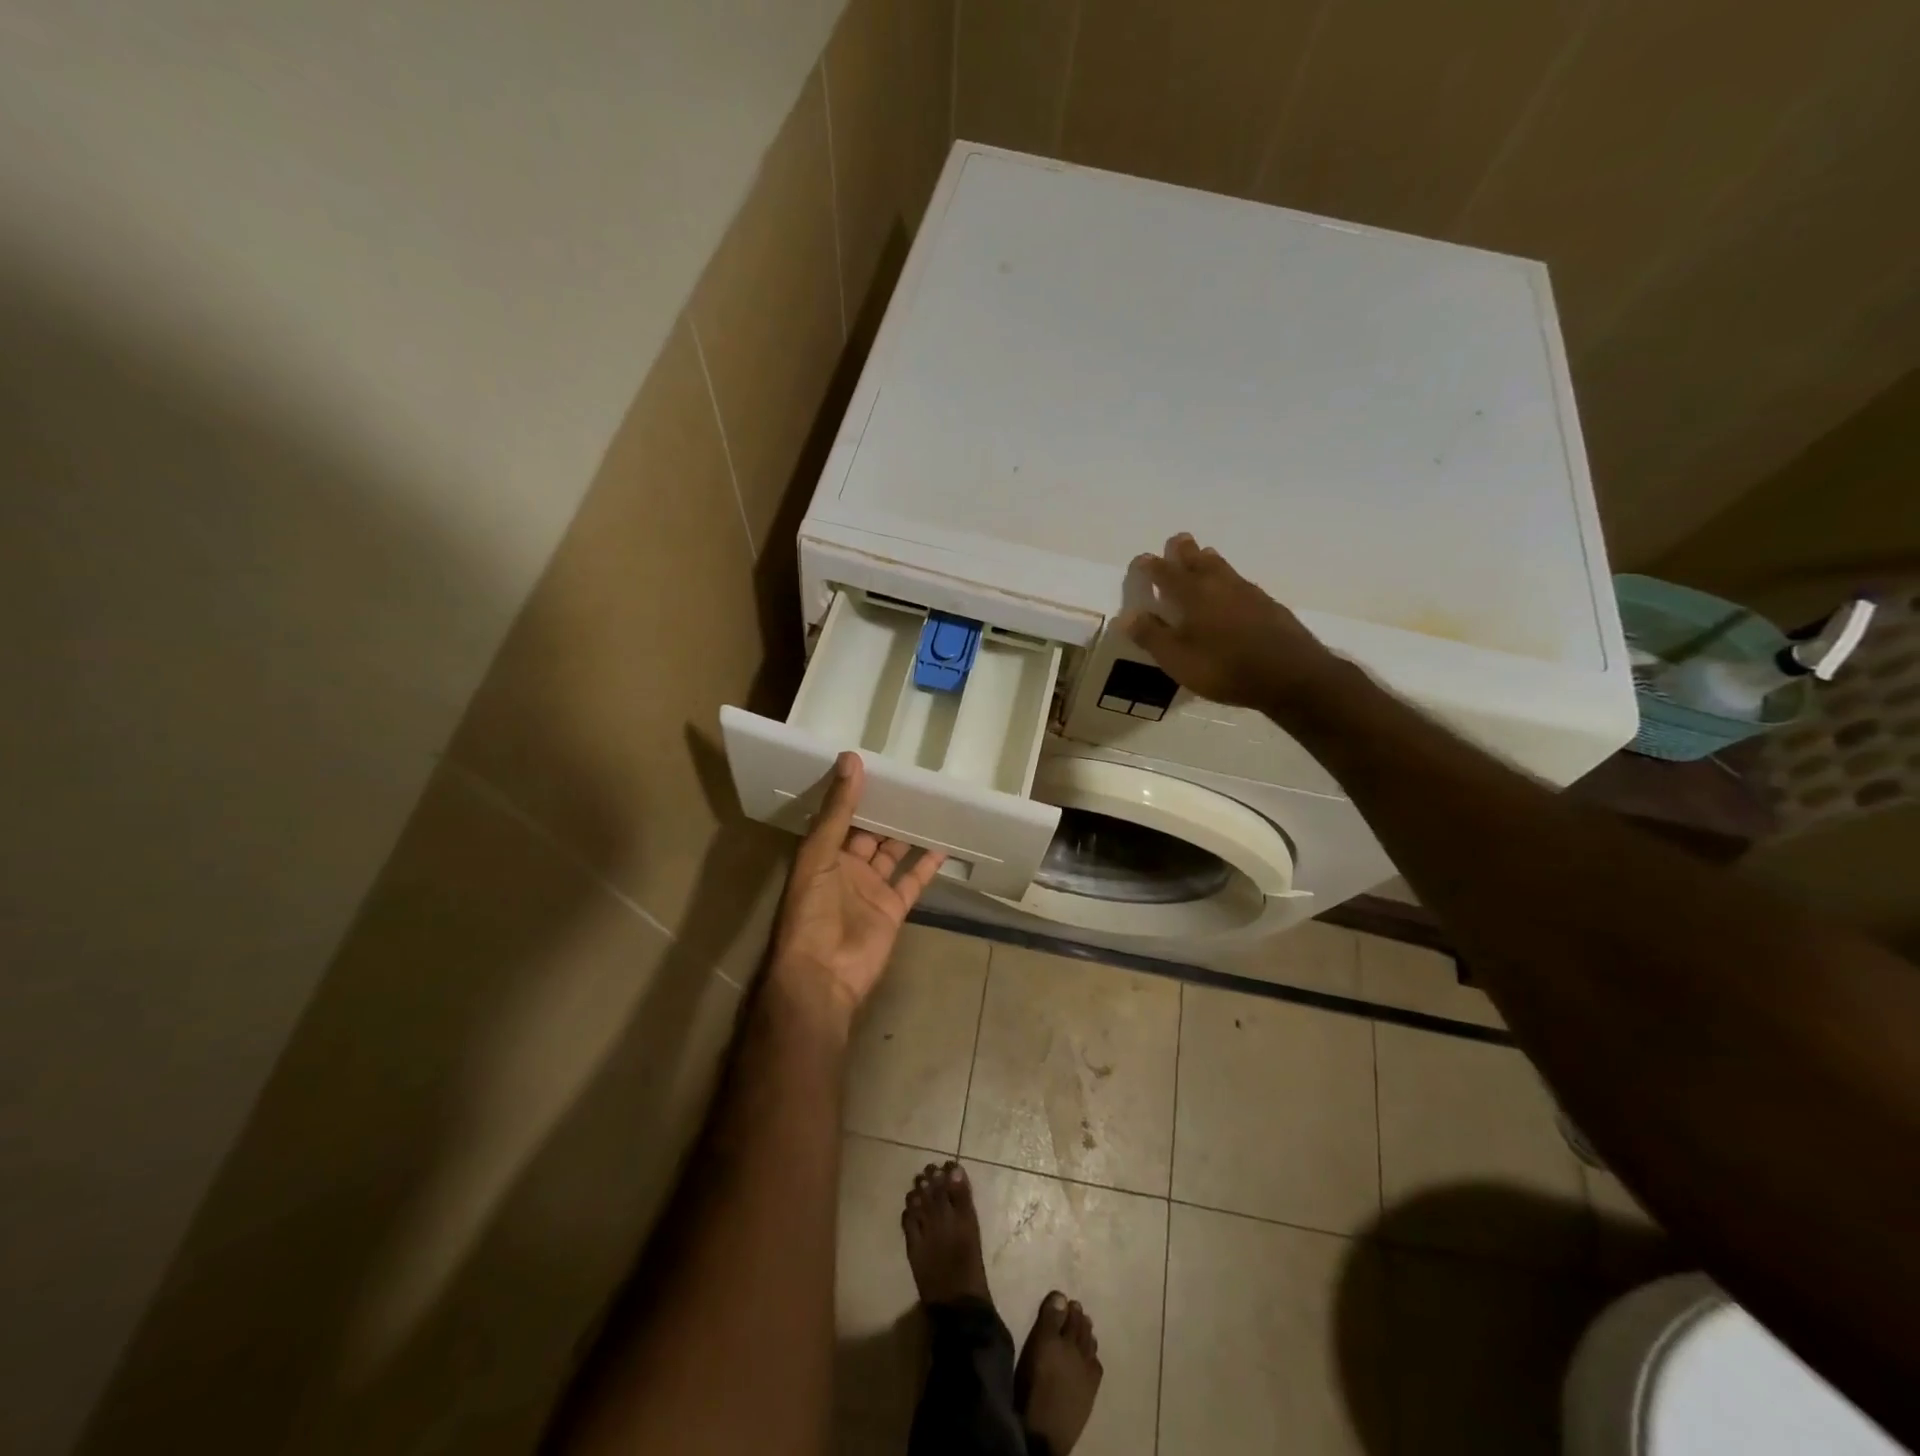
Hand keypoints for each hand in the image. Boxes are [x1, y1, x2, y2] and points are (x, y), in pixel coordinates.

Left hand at [769, 753, 946, 1024]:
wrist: (822, 974)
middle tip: (912, 780)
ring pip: (893, 853)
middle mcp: (847, 868)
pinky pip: (913, 881)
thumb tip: (851, 759)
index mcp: (822, 854)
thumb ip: (838, 810)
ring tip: (931, 804)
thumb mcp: (819, 853)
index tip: (878, 763)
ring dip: (908, 833)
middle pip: (870, 832)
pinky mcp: (893, 908)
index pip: (842, 816)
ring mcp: (872, 889)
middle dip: (887, 810)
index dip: (857, 793)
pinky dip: (927, 865)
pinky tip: (943, 843)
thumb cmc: (812, 910)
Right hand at [1119, 533, 1340, 709]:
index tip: (1141, 559)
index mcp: (1192, 594)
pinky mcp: (1268, 605)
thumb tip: (1127, 615)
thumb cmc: (1224, 667)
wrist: (1290, 674)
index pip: (1165, 573)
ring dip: (1208, 560)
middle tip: (1177, 540)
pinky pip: (1240, 582)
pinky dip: (1229, 579)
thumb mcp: (1177, 659)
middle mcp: (1219, 585)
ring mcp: (1247, 593)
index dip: (1151, 566)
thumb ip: (1151, 635)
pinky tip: (1232, 589)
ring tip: (1203, 555)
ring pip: (1222, 567)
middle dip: (1184, 551)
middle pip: (1197, 560)